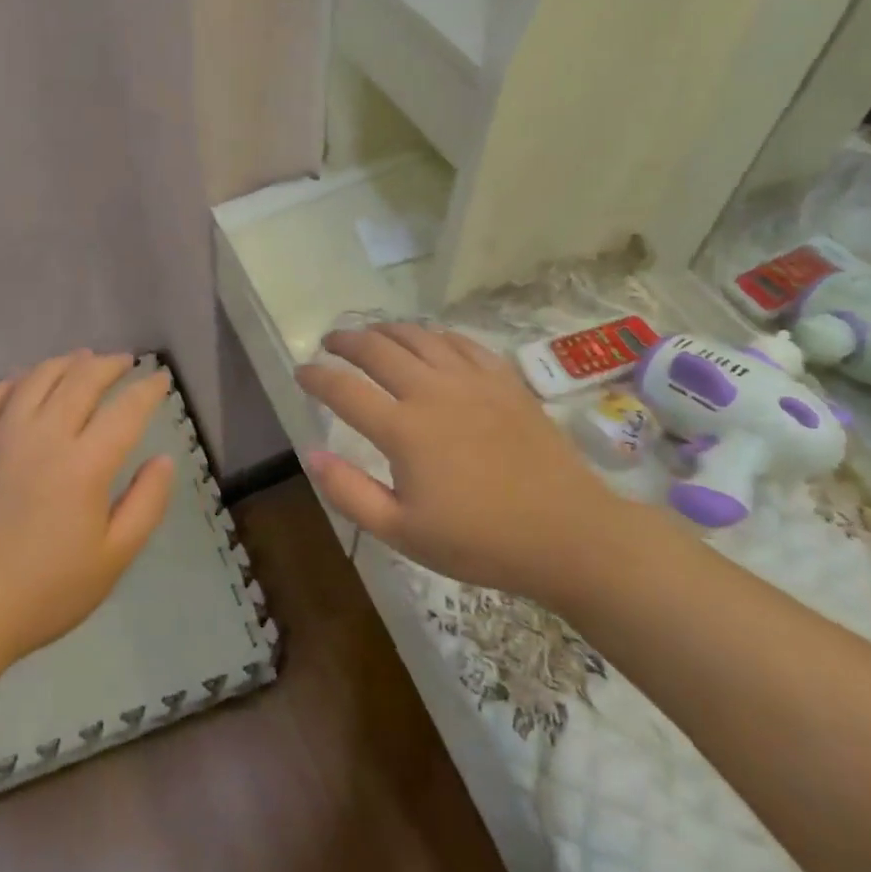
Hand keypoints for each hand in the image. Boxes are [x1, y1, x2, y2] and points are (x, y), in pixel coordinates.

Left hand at [0, 351, 173, 693]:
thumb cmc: (45, 592)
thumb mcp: (113, 559)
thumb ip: (146, 504)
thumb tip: (163, 459)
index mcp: (84, 465)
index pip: (126, 410)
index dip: (148, 390)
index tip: (160, 379)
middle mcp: (44, 436)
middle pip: (82, 380)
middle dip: (109, 365)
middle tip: (126, 361)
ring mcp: (2, 436)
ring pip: (38, 378)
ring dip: (66, 362)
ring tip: (83, 358)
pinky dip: (17, 379)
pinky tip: (27, 379)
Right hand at [296, 323, 639, 606]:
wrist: (569, 534)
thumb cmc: (480, 541)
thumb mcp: (403, 532)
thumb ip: (350, 493)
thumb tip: (311, 455)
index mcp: (403, 429)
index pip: (343, 389)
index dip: (315, 377)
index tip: (300, 372)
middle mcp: (432, 391)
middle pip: (377, 349)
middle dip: (346, 341)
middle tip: (330, 342)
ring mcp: (472, 381)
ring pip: (418, 336)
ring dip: (386, 330)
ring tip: (371, 334)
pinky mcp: (504, 381)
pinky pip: (461, 342)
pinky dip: (435, 335)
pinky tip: (429, 341)